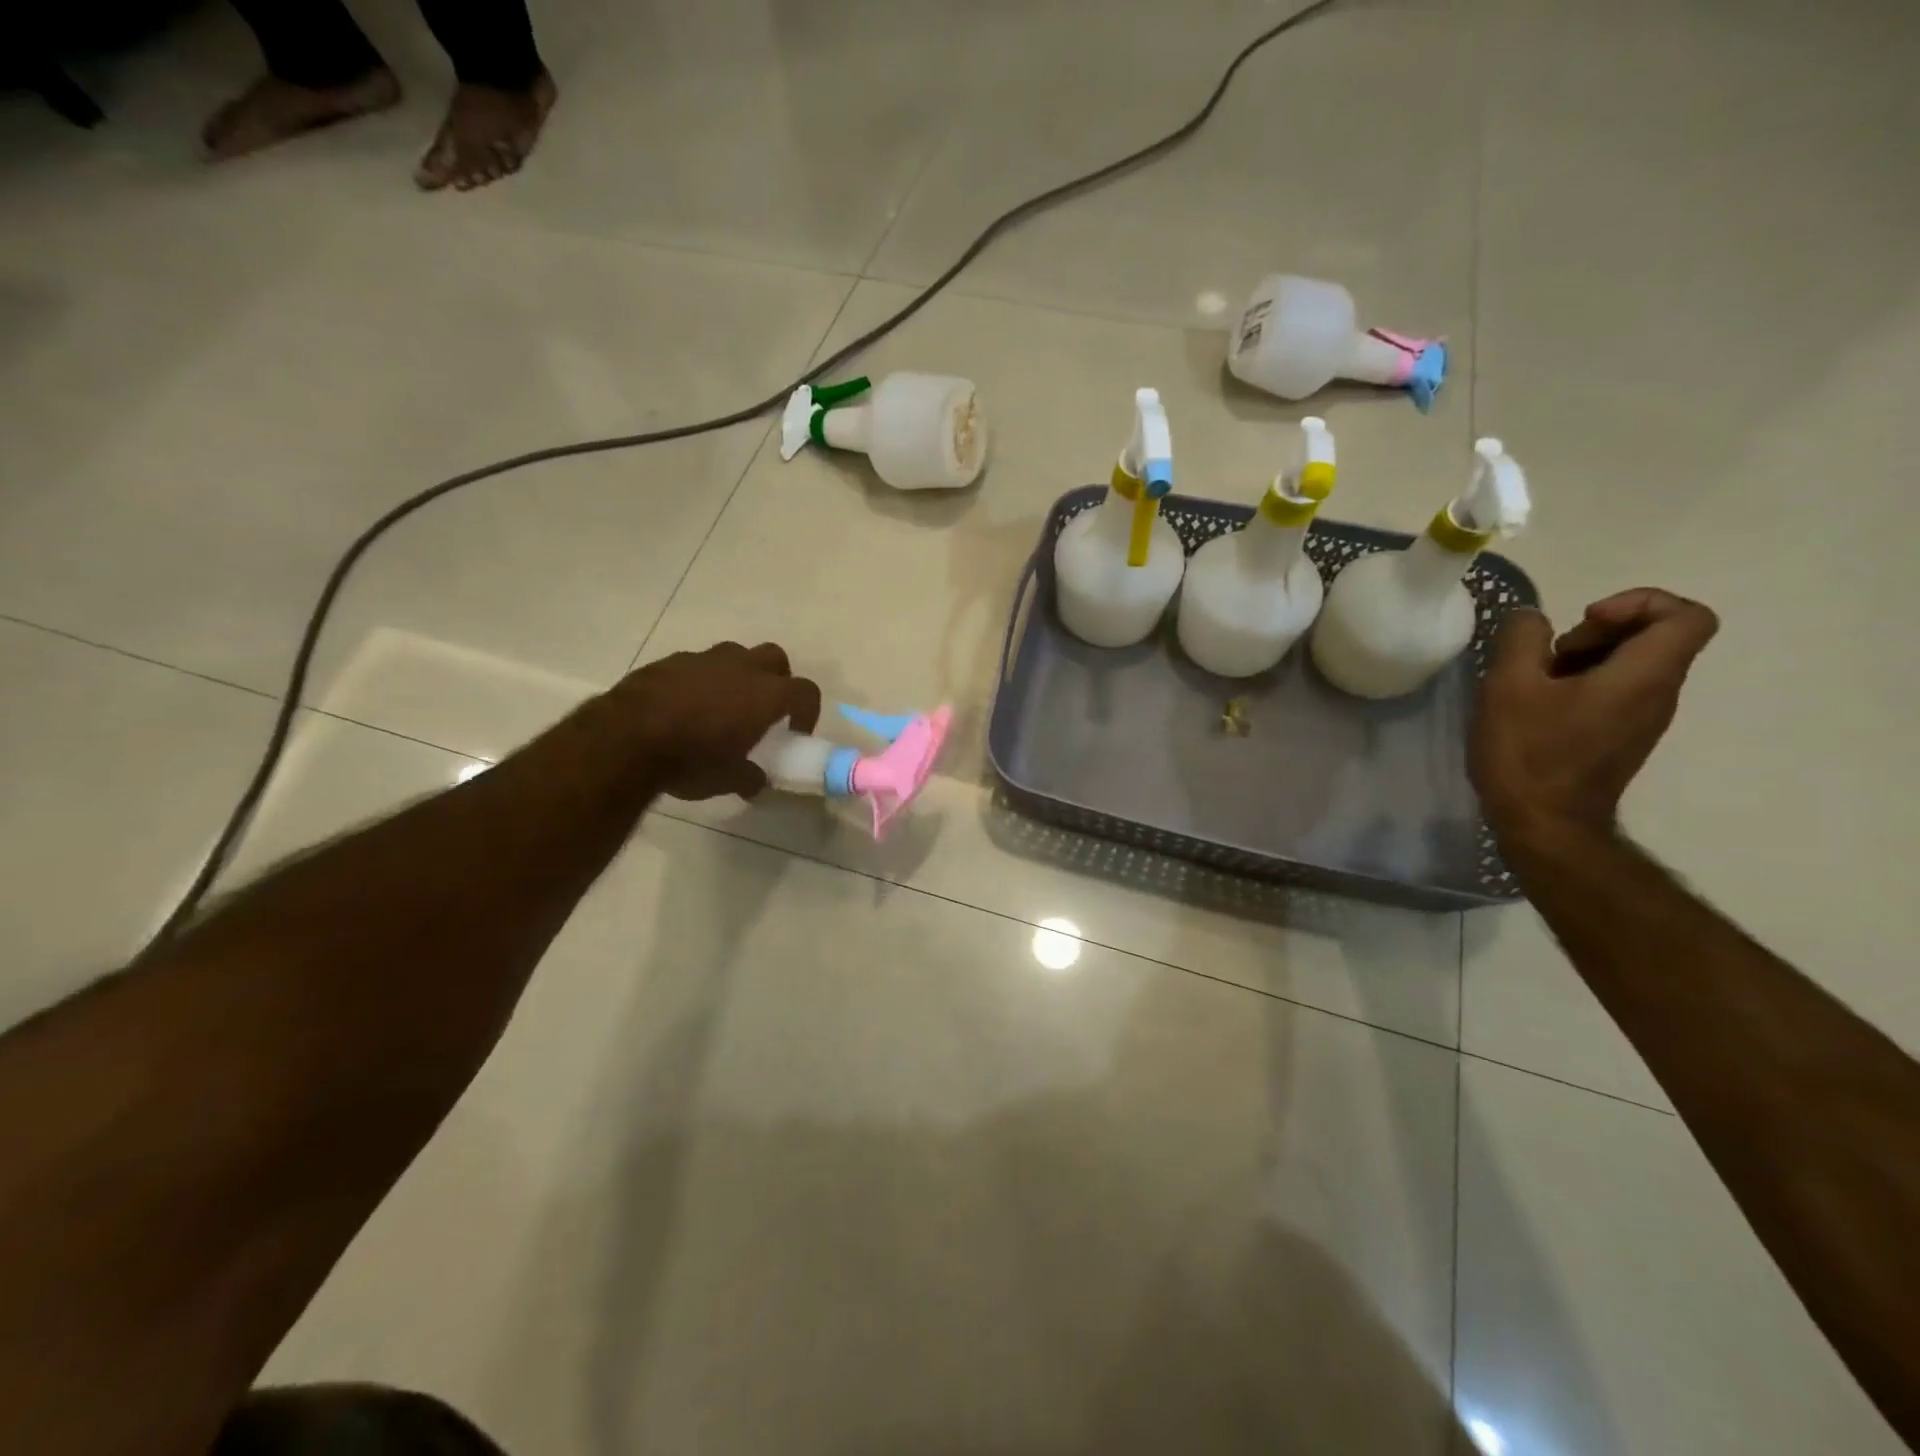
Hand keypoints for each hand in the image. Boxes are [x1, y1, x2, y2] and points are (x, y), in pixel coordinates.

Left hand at [616, 642, 820, 800]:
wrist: (625, 739)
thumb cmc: (690, 761)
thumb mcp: (727, 780)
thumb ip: (749, 777)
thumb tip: (756, 782)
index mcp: (765, 695)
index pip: (805, 691)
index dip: (807, 711)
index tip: (796, 732)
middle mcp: (741, 668)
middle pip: (775, 658)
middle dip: (777, 679)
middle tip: (765, 708)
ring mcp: (703, 659)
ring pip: (735, 655)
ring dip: (737, 675)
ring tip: (723, 705)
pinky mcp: (669, 661)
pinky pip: (697, 665)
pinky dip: (700, 680)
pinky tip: (685, 706)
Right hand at [1472, 589, 1718, 846]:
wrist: (1544, 825)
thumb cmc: (1530, 753)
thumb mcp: (1509, 686)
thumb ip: (1521, 640)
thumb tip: (1532, 619)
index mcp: (1645, 675)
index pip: (1687, 615)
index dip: (1639, 601)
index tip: (1584, 620)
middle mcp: (1658, 694)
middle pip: (1655, 636)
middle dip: (1599, 629)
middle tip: (1549, 654)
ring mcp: (1642, 719)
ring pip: (1630, 664)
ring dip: (1582, 658)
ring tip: (1533, 680)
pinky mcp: (1621, 737)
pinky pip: (1615, 691)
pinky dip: (1580, 683)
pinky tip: (1536, 705)